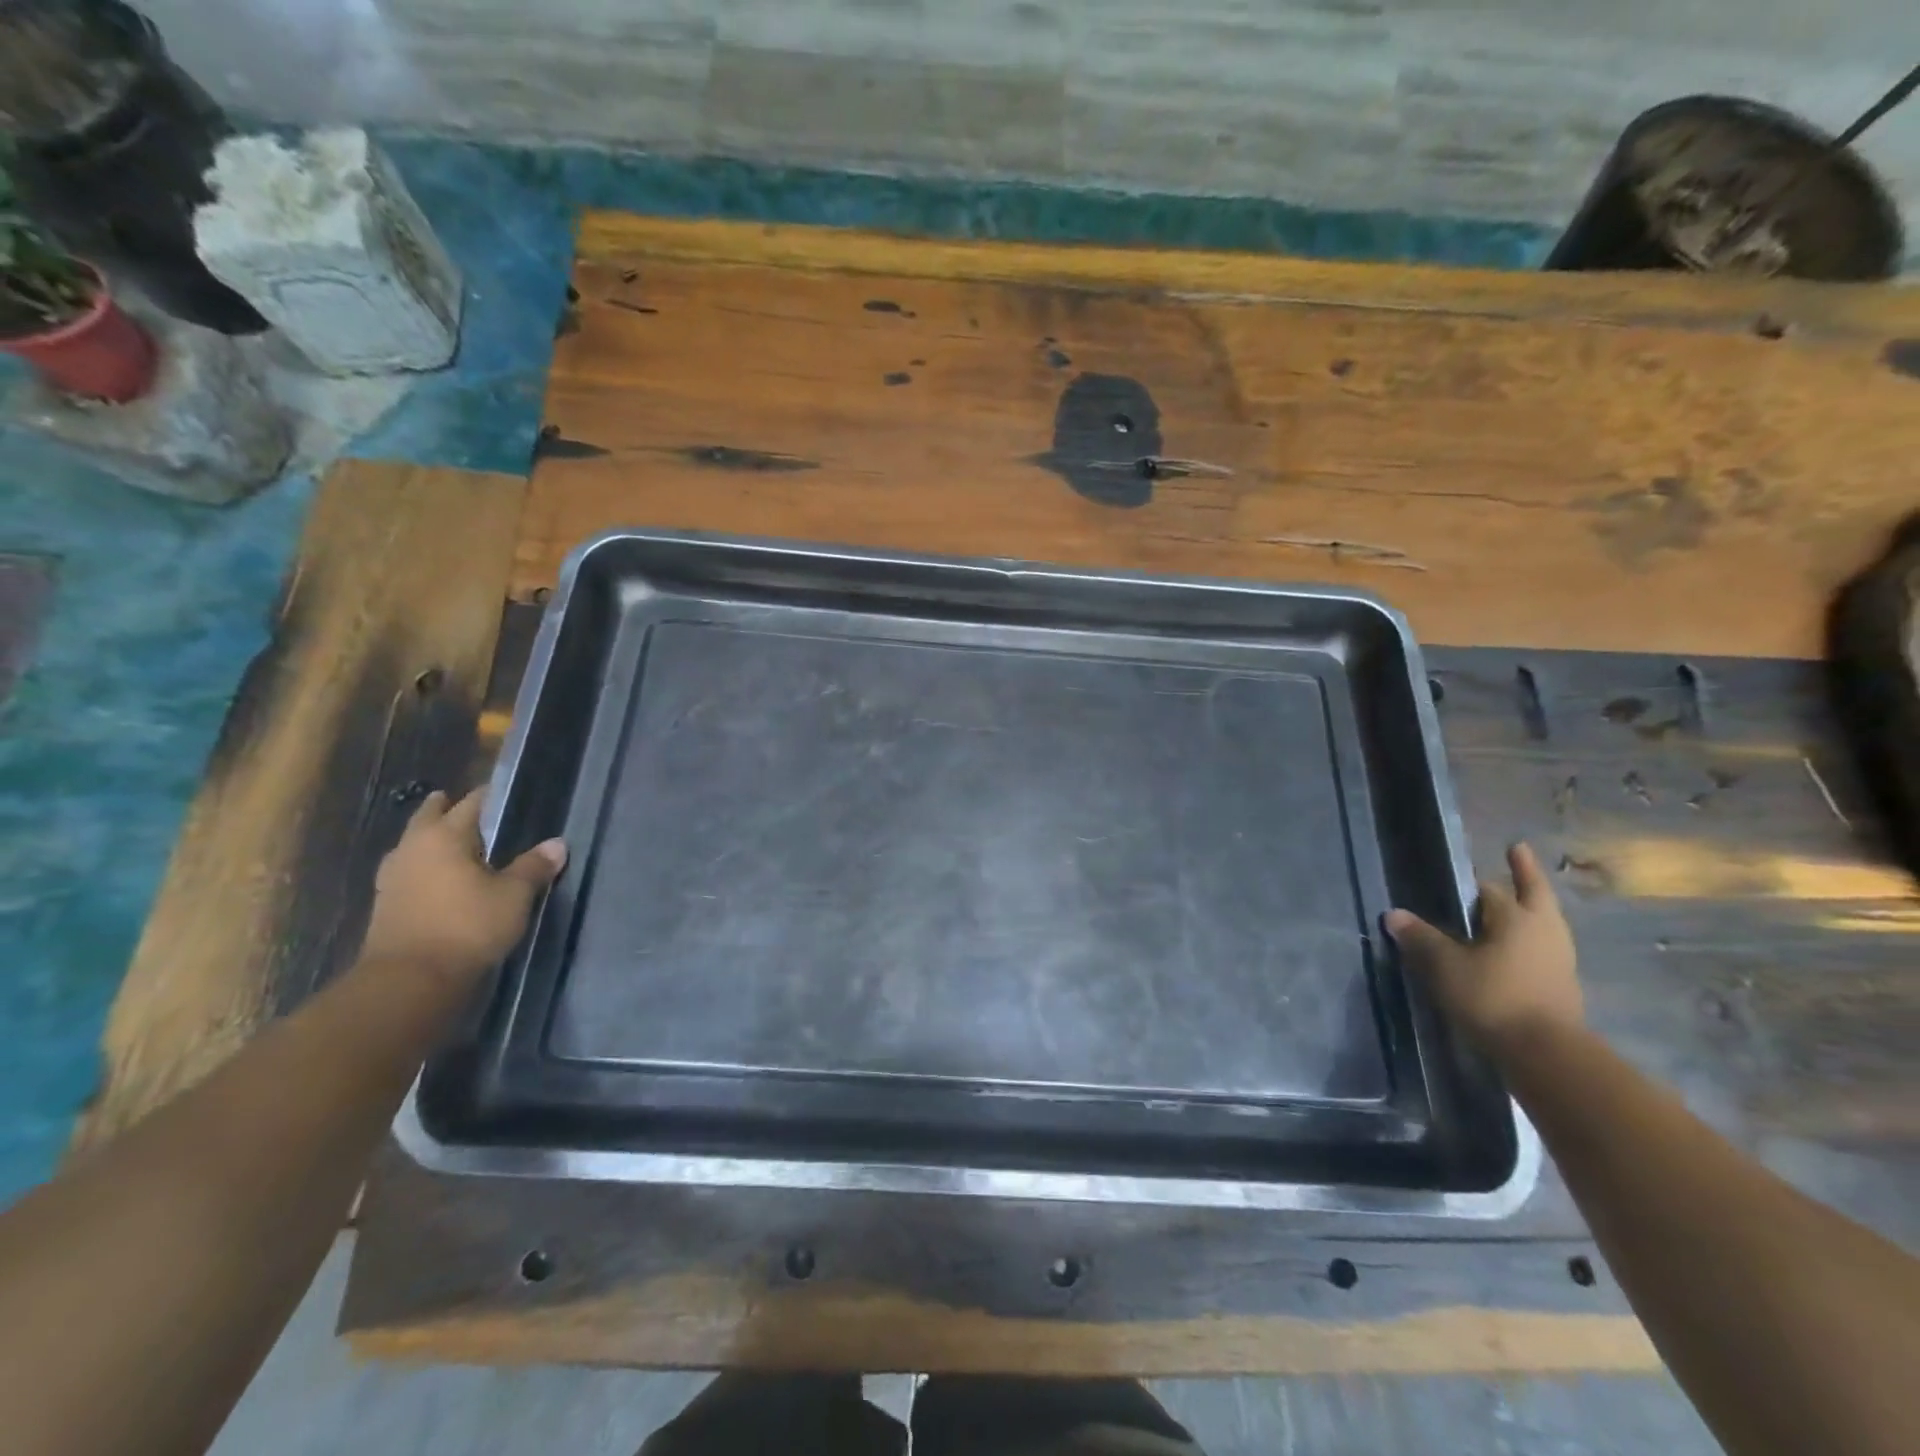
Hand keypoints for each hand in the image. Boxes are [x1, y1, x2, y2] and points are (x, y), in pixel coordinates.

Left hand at [362, 789, 565, 978]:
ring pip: (414, 845)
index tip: (508, 794)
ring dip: (431, 839)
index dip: (491, 796)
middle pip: (430, 817)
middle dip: (448, 809)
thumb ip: (534, 867)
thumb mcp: (514, 896)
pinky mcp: (386, 905)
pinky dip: (425, 867)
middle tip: (472, 808)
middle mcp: (413, 848)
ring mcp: (392, 877)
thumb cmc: (466, 927)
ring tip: (457, 842)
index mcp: (444, 836)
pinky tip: (440, 878)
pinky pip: (409, 871)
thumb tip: (557, 843)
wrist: (409, 981)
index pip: (472, 803)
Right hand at [1384, 842, 1583, 1057]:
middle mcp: (1543, 930)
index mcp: (1515, 917)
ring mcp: (1559, 957)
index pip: (1489, 888)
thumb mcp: (1445, 966)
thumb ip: (1421, 938)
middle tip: (1518, 850)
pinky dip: (1531, 936)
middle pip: (1534, 892)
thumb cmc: (1493, 997)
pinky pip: (1545, 946)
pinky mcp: (1563, 984)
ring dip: (1532, 905)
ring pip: (1544, 920)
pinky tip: (1515, 946)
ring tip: (1516, 901)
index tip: (1459, 873)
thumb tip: (1394, 914)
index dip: (1471, 881)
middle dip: (1525, 872)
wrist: (1546, 1053)